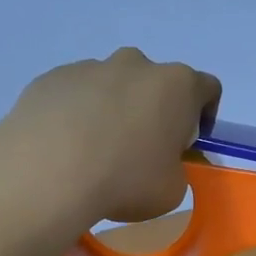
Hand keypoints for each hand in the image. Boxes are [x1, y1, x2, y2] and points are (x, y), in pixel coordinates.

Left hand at [0, 48, 220, 228]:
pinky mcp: (52, 77)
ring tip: (95, 152)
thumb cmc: (125, 180)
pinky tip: (65, 147)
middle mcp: (136, 64)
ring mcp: (90, 66)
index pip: (207, 88)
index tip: (187, 143)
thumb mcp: (172, 190)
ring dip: (113, 110)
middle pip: (156, 83)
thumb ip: (176, 169)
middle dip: (153, 110)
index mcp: (176, 86)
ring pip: (112, 86)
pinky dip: (77, 114)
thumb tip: (160, 162)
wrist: (48, 173)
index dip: (203, 116)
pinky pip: (75, 94)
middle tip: (141, 150)